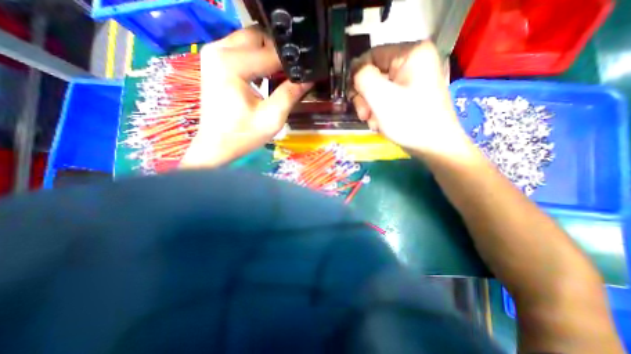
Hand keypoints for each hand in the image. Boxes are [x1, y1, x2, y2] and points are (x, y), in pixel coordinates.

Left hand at [181, 26, 310, 167]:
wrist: (217, 145)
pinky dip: (257, 59)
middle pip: (259, 37)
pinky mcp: (215, 62)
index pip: (271, 52)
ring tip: (281, 76)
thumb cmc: (243, 135)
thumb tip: (308, 78)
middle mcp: (219, 50)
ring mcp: (214, 54)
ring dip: (268, 55)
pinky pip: (242, 49)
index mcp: (232, 63)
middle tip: (291, 74)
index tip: (305, 73)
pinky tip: (265, 76)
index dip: (292, 63)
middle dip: (278, 54)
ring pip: (251, 40)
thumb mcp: (272, 118)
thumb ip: (290, 94)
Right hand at [353, 39, 469, 156]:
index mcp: (411, 54)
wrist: (433, 147)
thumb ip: (363, 78)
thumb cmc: (409, 120)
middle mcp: (412, 63)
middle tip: (364, 114)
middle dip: (365, 97)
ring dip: (370, 108)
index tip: (352, 96)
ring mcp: (410, 82)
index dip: (357, 75)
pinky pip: (385, 100)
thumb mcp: (381, 97)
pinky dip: (378, 113)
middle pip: (373, 75)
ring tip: (374, 123)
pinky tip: (381, 124)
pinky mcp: (408, 97)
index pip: (372, 55)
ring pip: (376, 90)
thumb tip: (355, 72)